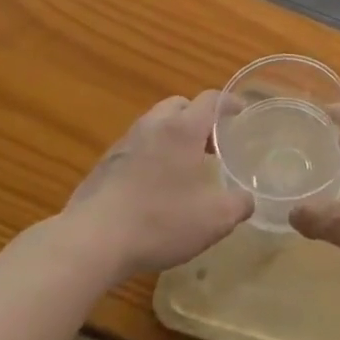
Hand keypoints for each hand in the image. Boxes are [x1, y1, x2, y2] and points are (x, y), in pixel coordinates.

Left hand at [64, 92, 251, 280]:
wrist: (92, 240)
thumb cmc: (160, 221)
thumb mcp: (213, 220)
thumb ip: (238, 205)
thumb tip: (248, 199)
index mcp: (183, 129)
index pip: (210, 100)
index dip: (228, 103)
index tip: (240, 112)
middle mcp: (153, 126)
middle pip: (179, 105)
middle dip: (197, 117)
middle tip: (211, 142)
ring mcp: (124, 143)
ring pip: (154, 125)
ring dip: (172, 136)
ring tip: (183, 166)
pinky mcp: (104, 164)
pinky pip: (135, 147)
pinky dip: (150, 154)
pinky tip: (153, 186)